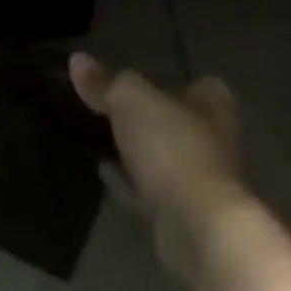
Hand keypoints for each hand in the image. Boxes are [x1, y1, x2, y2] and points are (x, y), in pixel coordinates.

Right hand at [70, 53, 250, 281]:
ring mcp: (200, 182)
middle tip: (109, 105)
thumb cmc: (172, 145)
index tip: (136, 77)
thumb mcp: (129, 99)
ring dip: (137, 151)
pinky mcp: (183, 217)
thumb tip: (77, 60)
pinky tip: (102, 171)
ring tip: (98, 135)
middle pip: (175, 119)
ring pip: (163, 157)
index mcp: (212, 103)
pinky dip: (128, 181)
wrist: (200, 231)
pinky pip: (150, 190)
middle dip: (147, 116)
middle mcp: (213, 140)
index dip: (166, 77)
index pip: (192, 82)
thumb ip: (104, 81)